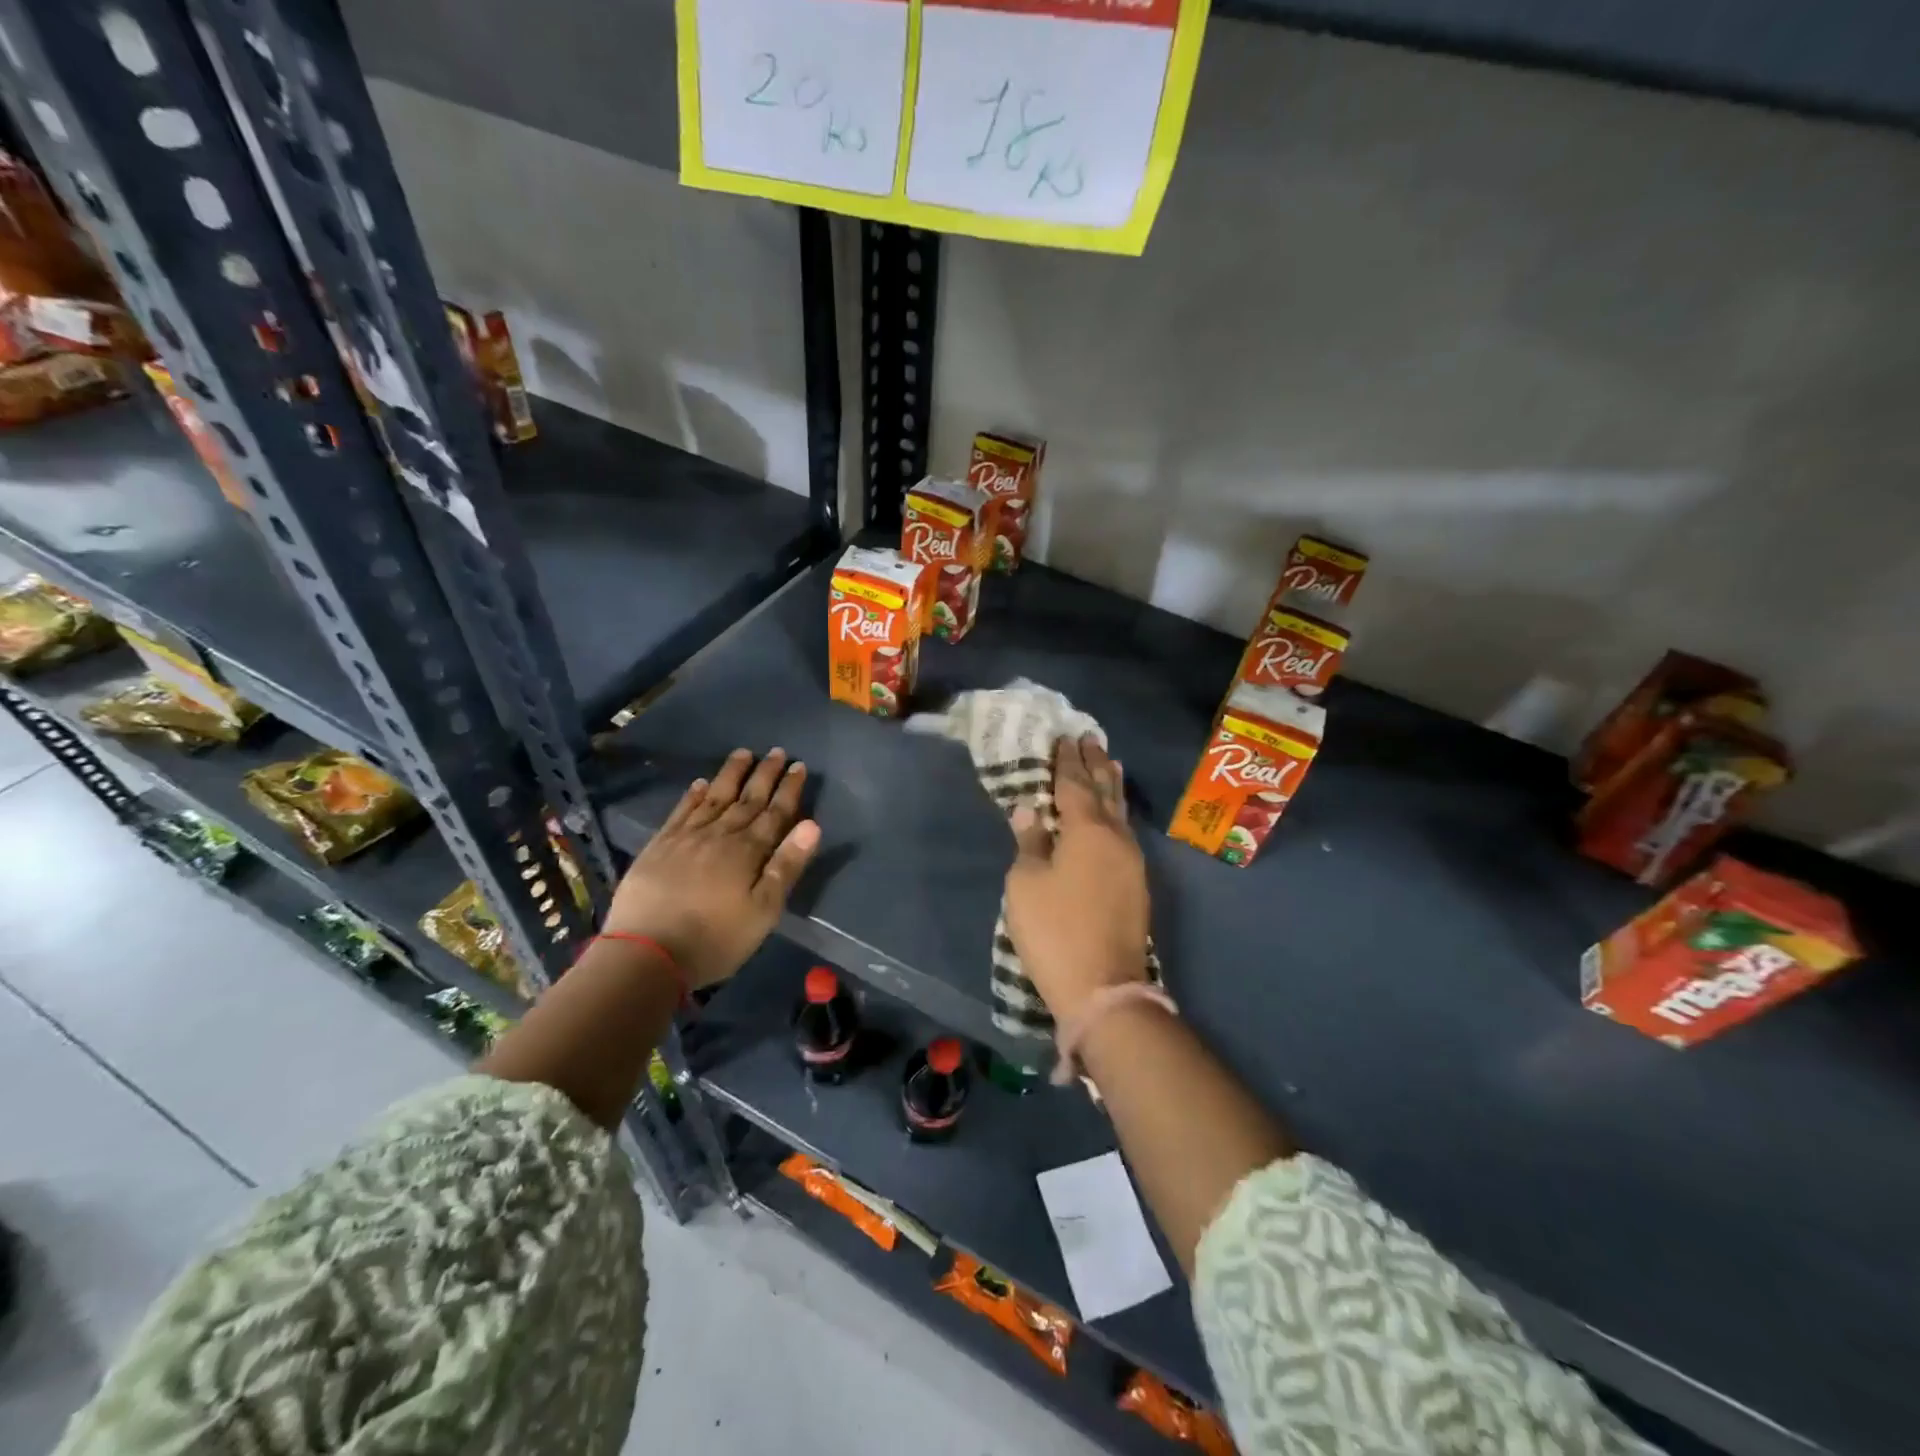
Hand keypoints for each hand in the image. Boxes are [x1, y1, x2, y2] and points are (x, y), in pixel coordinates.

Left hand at [605, 747, 819, 990]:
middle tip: (776, 751)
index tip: (798, 766)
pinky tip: (700, 783)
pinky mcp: (659, 846)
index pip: (775, 813)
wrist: (646, 953)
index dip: (788, 789)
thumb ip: (786, 866)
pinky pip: (681, 811)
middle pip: (747, 799)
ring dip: (731, 775)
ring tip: (743, 753)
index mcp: (748, 852)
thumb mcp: (763, 911)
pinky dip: (693, 795)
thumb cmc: (715, 939)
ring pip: (715, 798)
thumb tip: (812, 824)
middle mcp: (720, 835)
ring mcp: (686, 838)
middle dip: (764, 775)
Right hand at [1004, 735, 1150, 1024]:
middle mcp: (1116, 836)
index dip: (1067, 760)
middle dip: (1095, 763)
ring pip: (1120, 811)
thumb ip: (1029, 842)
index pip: (1075, 783)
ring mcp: (1132, 861)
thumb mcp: (1027, 883)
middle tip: (1090, 738)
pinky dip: (1117, 812)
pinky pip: (1125, 832)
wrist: (1103, 987)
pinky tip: (1114, 814)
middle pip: (1105, 790)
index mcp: (1087, 829)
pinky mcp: (1136, 884)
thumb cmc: (1055, 929)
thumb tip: (1028, 810)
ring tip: (1109, 763)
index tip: (1064, 737)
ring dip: (1112, 785)